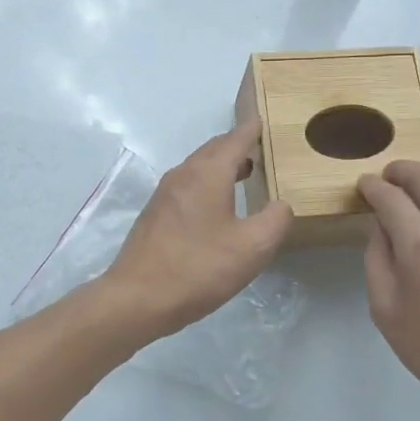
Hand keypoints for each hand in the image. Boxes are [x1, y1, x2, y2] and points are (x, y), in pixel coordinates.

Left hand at [98, 119, 292, 339]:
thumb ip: (276, 220)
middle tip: (259, 148)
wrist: (138, 298)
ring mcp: (164, 194)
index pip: (235, 140)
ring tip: (243, 173)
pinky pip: (187, 186)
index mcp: (208, 173)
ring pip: (198, 168)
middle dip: (237, 146)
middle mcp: (183, 175)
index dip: (252, 130)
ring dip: (221, 165)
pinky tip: (216, 205)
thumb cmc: (198, 268)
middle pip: (213, 150)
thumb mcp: (253, 248)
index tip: (265, 122)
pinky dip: (207, 183)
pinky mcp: (155, 215)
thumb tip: (281, 205)